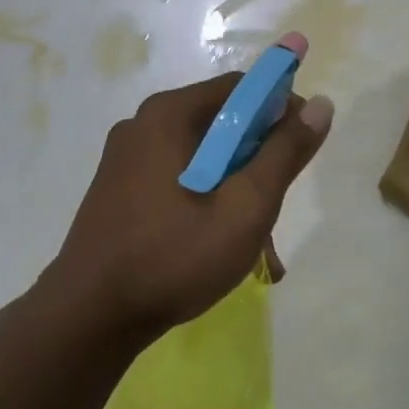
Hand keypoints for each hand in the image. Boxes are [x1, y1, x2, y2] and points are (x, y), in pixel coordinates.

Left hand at [49, 73, 334, 345]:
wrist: (86, 320)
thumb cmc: (172, 258)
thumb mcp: (245, 208)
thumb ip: (285, 154)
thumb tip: (321, 104)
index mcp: (169, 115)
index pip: (241, 88)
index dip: (281, 108)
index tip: (304, 146)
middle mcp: (144, 124)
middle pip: (221, 122)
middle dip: (259, 158)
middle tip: (278, 203)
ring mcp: (126, 158)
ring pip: (202, 155)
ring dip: (236, 186)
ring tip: (257, 243)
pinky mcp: (119, 188)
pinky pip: (178, 176)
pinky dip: (207, 197)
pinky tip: (220, 243)